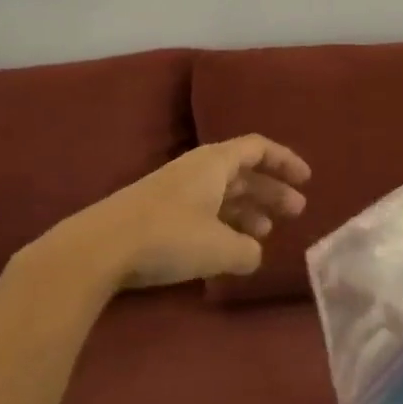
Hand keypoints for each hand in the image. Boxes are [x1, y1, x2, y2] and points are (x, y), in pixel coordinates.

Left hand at [27, 136, 311, 295]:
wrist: (96, 249)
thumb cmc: (168, 237)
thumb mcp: (220, 248)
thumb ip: (248, 251)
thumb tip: (254, 254)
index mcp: (215, 163)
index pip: (259, 148)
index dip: (285, 161)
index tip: (306, 179)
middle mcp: (197, 169)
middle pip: (243, 172)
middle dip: (271, 191)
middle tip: (295, 211)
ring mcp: (173, 190)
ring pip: (222, 192)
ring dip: (247, 210)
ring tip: (264, 234)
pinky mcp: (155, 213)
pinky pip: (203, 209)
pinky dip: (223, 223)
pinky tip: (227, 248)